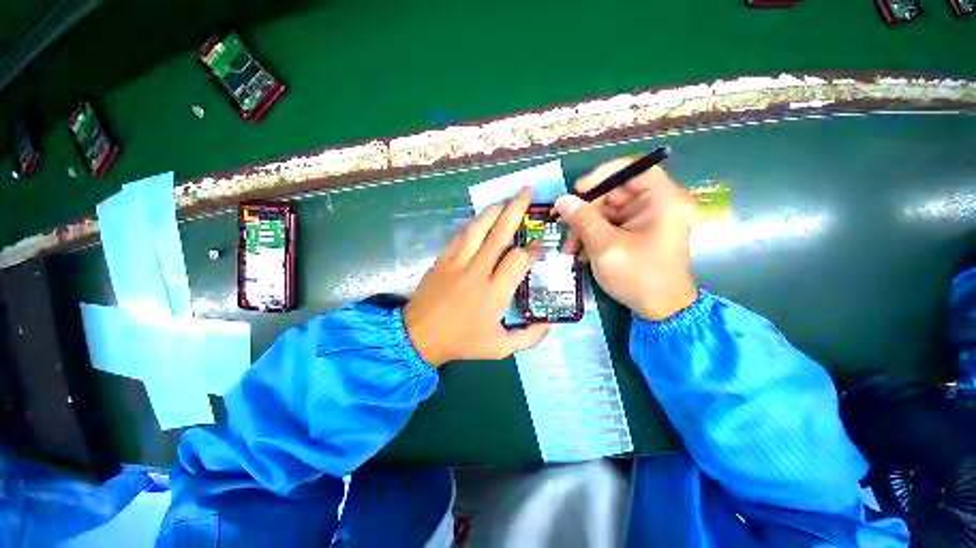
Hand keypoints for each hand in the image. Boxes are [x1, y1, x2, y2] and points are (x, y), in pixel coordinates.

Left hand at [404, 188, 551, 365]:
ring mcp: (457, 262)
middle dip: (516, 210)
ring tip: (507, 200)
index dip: (533, 249)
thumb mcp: (500, 348)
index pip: (519, 259)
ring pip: (478, 228)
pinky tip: (482, 218)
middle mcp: (478, 271)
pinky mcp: (443, 259)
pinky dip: (474, 223)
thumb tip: (551, 323)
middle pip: (500, 233)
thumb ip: (529, 337)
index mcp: (494, 292)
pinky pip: (461, 235)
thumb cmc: (461, 341)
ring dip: (494, 211)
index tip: (540, 246)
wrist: (418, 336)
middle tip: (528, 193)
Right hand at [555, 159, 696, 320]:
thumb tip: (561, 200)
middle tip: (564, 226)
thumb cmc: (638, 276)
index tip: (579, 189)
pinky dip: (593, 237)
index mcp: (663, 200)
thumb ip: (583, 220)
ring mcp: (646, 220)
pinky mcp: (637, 233)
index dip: (604, 174)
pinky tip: (580, 254)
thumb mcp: (605, 246)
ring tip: (570, 250)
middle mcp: (657, 205)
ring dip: (585, 228)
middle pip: (615, 193)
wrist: (660, 310)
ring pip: (608, 211)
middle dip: (586, 211)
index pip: (634, 168)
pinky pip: (610, 226)